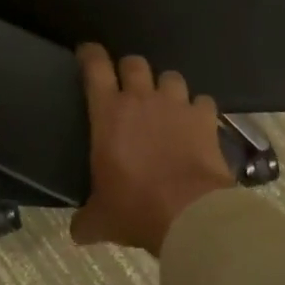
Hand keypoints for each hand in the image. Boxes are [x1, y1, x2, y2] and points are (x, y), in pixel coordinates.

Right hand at [70, 44, 236, 256]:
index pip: (95, 67)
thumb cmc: (135, 209)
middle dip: (129, 70)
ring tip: (165, 104)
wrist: (189, 213)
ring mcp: (177, 104)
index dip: (90, 54)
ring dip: (165, 87)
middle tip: (128, 86)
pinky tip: (196, 123)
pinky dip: (197, 109)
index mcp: (109, 113)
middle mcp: (142, 98)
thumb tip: (78, 231)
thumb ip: (86, 220)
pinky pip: (202, 101)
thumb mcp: (101, 219)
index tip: (87, 53)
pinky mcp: (206, 117)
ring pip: (171, 76)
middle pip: (135, 62)